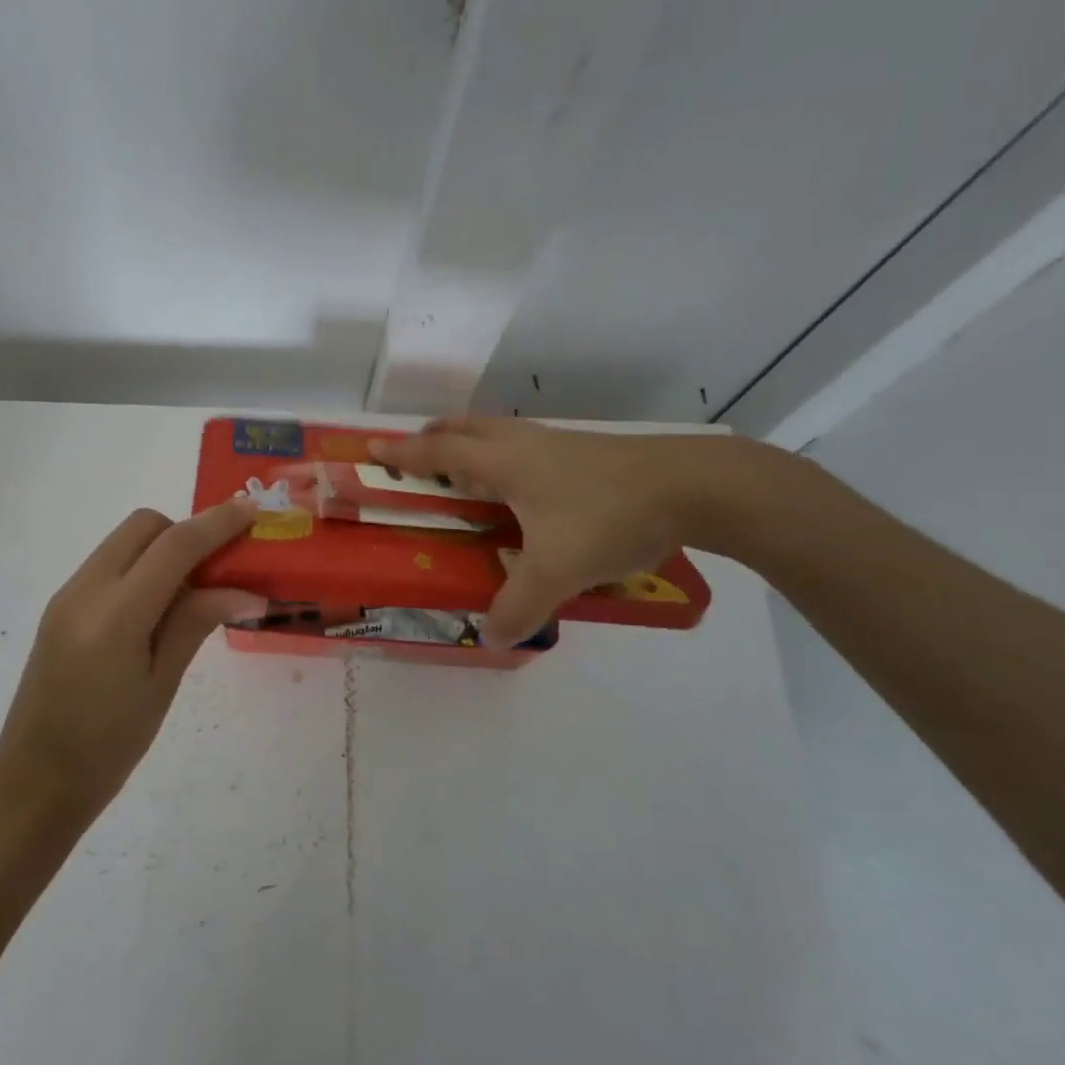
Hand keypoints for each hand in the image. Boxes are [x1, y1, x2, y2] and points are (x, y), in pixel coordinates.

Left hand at [0, 499, 264, 813]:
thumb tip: (245, 590)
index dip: (217, 523)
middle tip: (219, 568)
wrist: (34, 783)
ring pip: (124, 542)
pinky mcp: (61, 607)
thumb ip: (196, 623)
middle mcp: (84, 590)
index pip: (174, 546)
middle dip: (185, 531)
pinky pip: (109, 565)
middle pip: (143, 526)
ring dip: (163, 548)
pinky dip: (141, 568)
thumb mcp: (161, 685)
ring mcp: (67, 596)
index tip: (252, 509)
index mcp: (114, 616)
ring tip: (193, 592)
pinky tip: (158, 609)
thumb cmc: (108, 747)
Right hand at [369, 418, 783, 644]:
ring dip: (472, 444)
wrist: (692, 486)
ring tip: (465, 471)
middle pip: (468, 427)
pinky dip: (505, 456)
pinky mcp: (587, 453)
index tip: (372, 448)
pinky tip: (524, 487)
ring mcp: (559, 444)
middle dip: (436, 436)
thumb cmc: (609, 516)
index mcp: (505, 462)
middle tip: (418, 454)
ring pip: (500, 433)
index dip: (404, 452)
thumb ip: (519, 605)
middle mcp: (525, 444)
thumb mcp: (557, 570)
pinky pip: (527, 447)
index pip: (440, 451)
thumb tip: (491, 637)